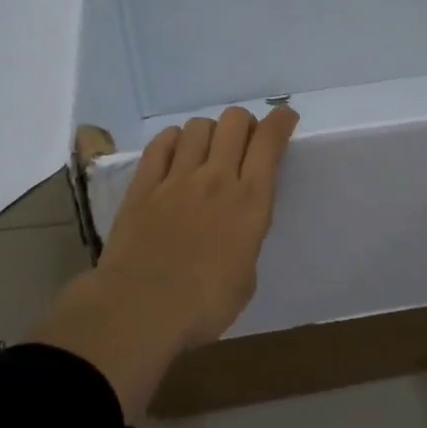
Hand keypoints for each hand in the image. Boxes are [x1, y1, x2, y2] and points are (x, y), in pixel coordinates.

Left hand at [97, 104, 299, 346]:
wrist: (141, 310)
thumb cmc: (204, 305)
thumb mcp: (246, 277)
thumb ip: (245, 240)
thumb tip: (236, 229)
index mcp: (250, 202)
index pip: (269, 142)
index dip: (280, 121)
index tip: (285, 117)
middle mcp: (217, 179)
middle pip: (234, 122)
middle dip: (245, 123)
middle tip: (244, 142)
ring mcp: (177, 179)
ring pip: (198, 127)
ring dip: (210, 132)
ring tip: (207, 151)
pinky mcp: (143, 186)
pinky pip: (161, 144)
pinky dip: (173, 139)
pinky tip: (175, 151)